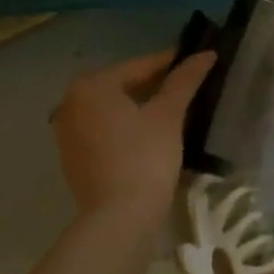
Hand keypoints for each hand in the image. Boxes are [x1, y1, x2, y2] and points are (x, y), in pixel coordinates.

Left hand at [50, 49, 213, 226]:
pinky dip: (124, 127)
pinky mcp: (72, 157)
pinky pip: (103, 131)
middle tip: (186, 85)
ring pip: (111, 110)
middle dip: (153, 85)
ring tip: (172, 109)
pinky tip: (149, 134)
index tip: (194, 60)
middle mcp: (70, 102)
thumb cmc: (144, 158)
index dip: (170, 63)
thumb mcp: (168, 116)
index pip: (138, 66)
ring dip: (139, 106)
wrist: (119, 219)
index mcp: (91, 85)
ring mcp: (67, 132)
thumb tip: (206, 54)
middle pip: (121, 86)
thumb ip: (184, 81)